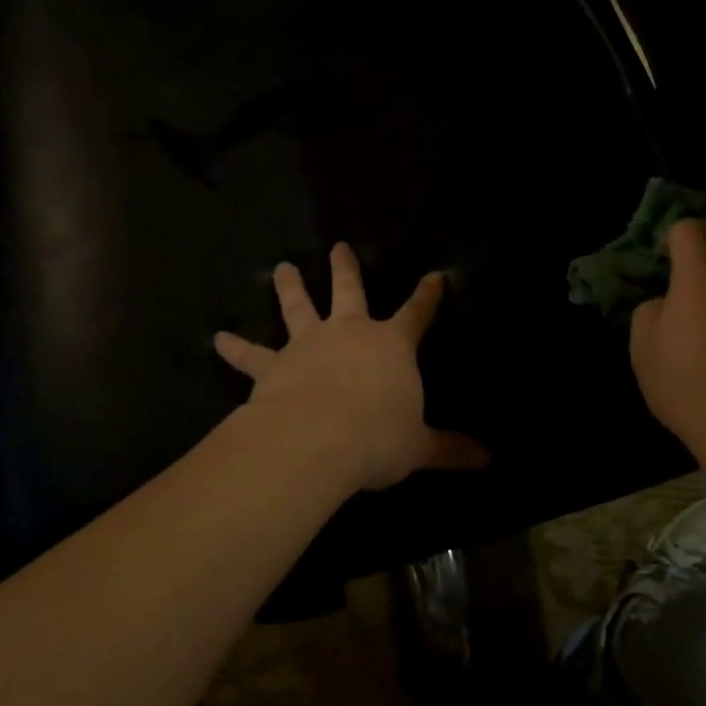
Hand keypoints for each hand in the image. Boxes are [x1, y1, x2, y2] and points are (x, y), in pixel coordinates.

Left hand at [214, 243, 488, 491]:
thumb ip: (450, 449)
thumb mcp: (419, 446)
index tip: (434, 276)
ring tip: (283, 268)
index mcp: (391, 346)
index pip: (417, 314)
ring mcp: (308, 345)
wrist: (317, 439)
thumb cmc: (377, 436)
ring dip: (290, 288)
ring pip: (298, 308)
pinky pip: (251, 355)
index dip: (427, 295)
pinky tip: (218, 339)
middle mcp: (349, 334)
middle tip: (339, 246)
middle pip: (349, 292)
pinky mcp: (273, 366)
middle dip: (346, 269)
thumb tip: (487, 459)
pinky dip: (235, 348)